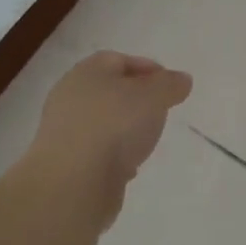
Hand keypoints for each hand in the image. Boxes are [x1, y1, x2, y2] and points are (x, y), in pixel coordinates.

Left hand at [24, 51, 192, 230]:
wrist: (73, 184)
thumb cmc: (115, 126)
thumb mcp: (155, 95)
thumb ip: (170, 84)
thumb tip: (181, 80)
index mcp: (87, 72)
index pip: (119, 60)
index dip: (148, 69)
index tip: (170, 86)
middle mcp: (70, 97)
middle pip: (110, 91)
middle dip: (137, 100)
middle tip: (161, 111)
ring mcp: (64, 132)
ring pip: (103, 122)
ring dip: (125, 129)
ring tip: (147, 140)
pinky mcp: (66, 163)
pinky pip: (96, 151)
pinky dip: (114, 155)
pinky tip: (129, 165)